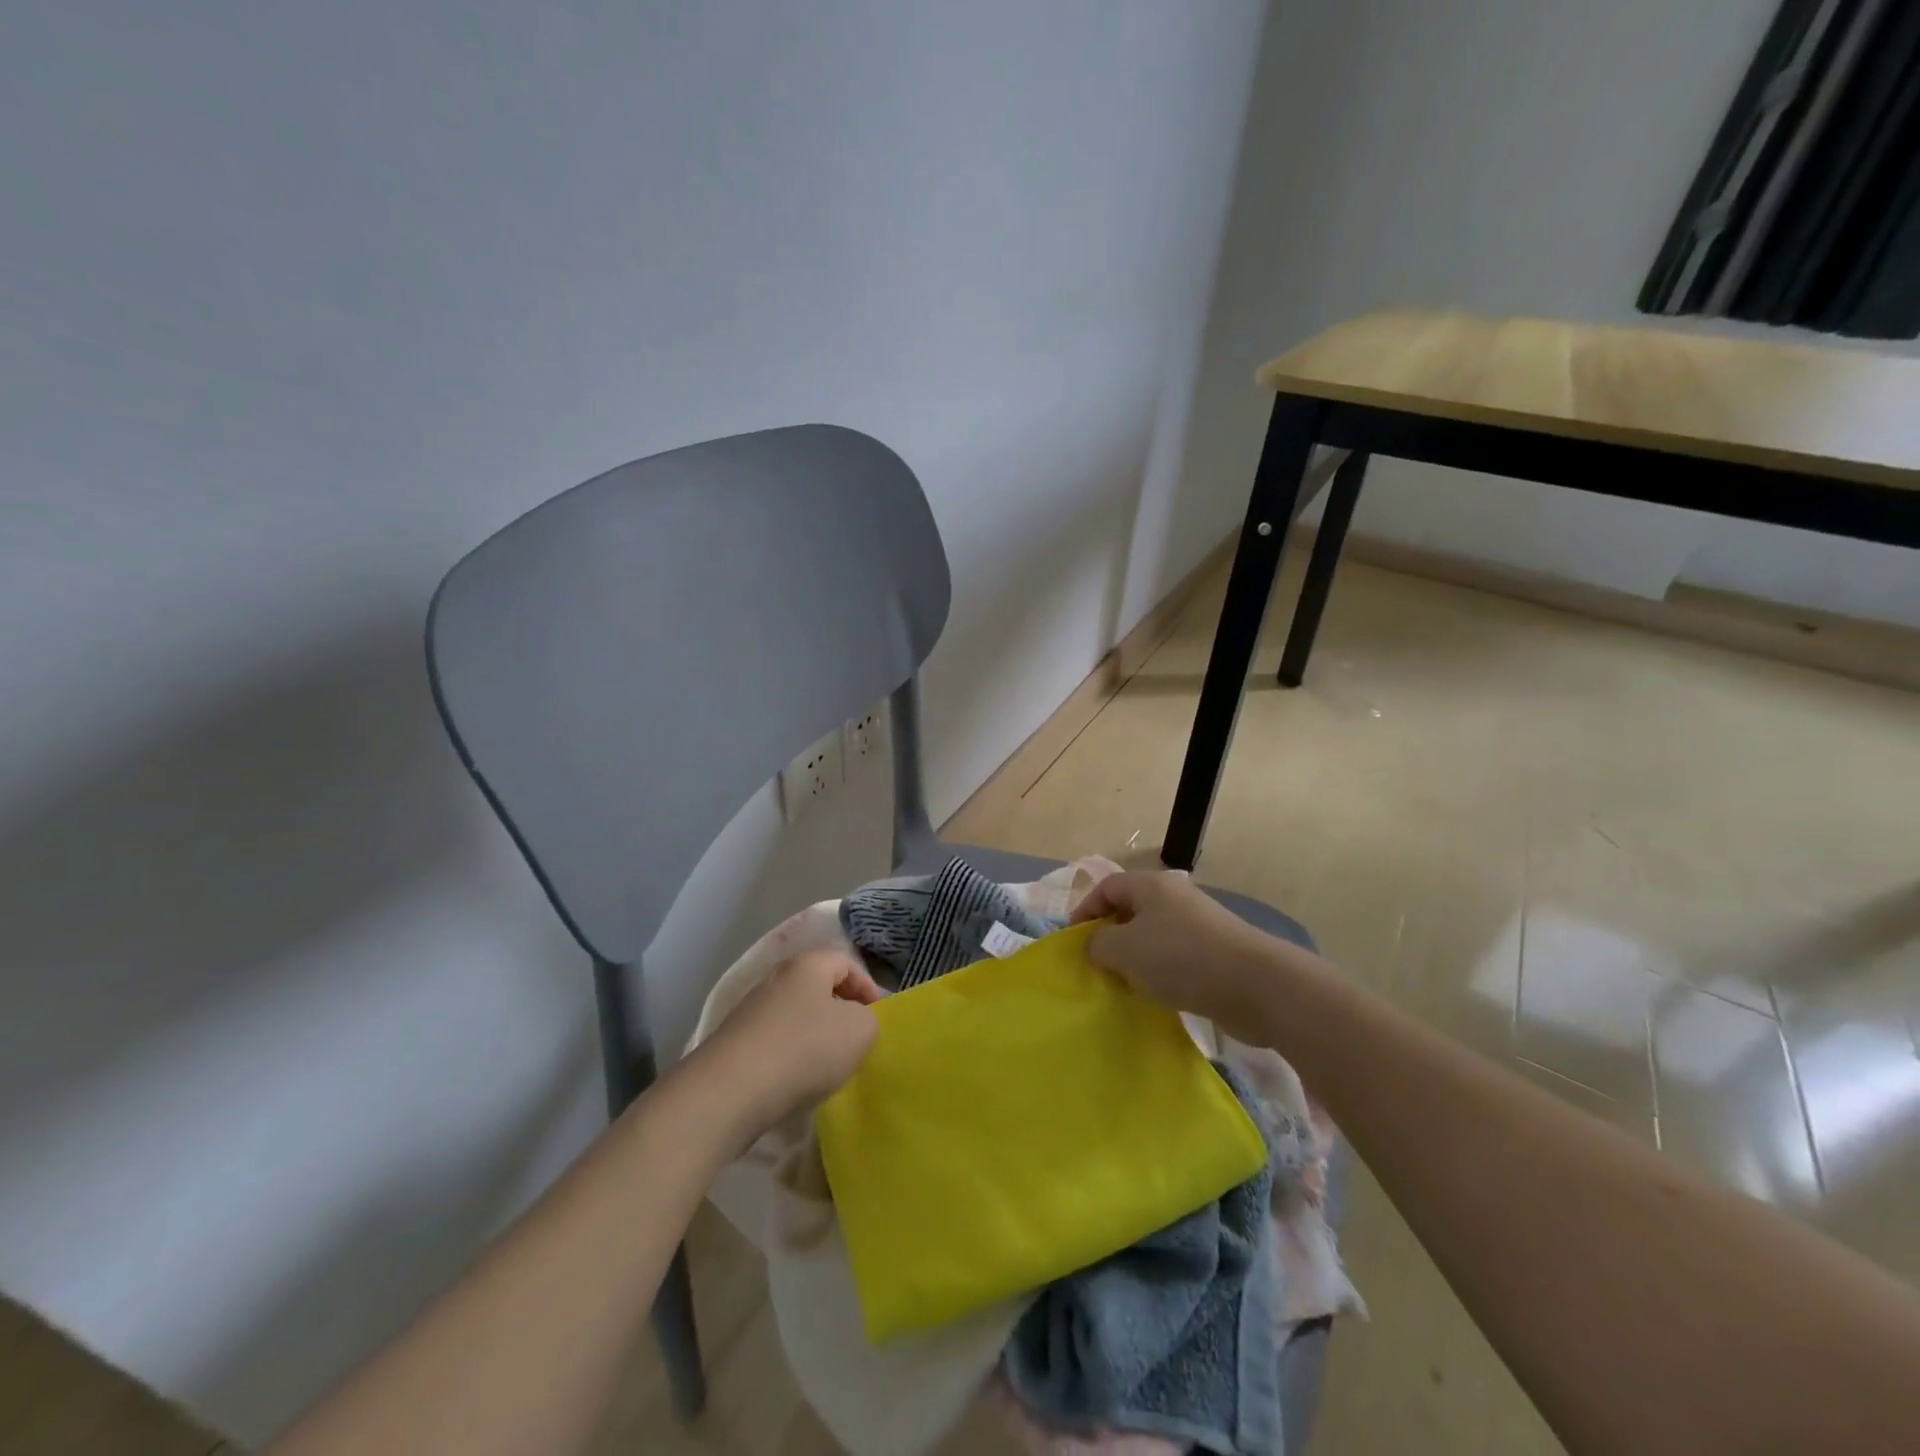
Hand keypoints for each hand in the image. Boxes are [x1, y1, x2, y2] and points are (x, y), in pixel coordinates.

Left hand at [707, 948, 881, 1138]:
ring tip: (827, 1068)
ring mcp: (750, 1011)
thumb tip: (856, 1021)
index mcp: (807, 964)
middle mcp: (775, 978)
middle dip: (840, 1012)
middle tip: (855, 1042)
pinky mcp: (734, 1043)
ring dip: (814, 1037)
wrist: (729, 1091)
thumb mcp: (859, 1031)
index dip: (867, 987)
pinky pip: (774, 1043)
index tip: (877, 1018)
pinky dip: (790, 1058)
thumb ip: (869, 1020)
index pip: (846, 963)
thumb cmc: (804, 1048)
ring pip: (795, 1017)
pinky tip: (795, 1083)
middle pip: (818, 988)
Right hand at [1071, 871, 1277, 1032]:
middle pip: (1130, 910)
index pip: (1106, 887)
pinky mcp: (1215, 953)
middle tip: (1097, 966)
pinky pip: (1175, 957)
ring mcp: (1198, 925)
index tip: (1074, 943)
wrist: (1255, 986)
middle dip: (1110, 937)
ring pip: (1153, 936)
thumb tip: (1095, 944)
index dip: (1084, 911)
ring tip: (1124, 984)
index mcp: (1150, 885)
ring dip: (1135, 959)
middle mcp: (1174, 898)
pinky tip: (1157, 994)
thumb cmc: (1180, 958)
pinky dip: (1160, 973)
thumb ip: (1098, 944)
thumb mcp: (1124, 950)